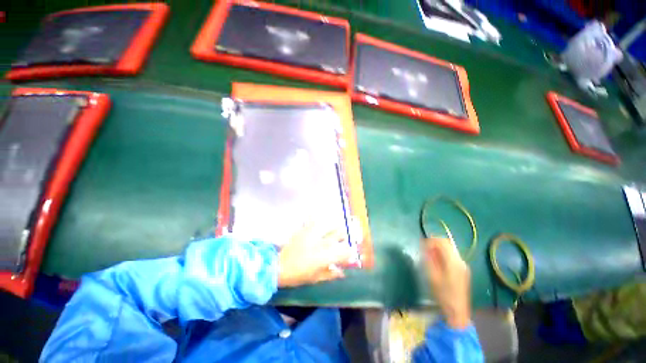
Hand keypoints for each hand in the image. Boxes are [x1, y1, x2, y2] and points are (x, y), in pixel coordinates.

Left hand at [278, 223, 352, 287]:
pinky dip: (317, 219)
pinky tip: (318, 218)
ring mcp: (314, 234)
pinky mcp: (305, 230)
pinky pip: (313, 220)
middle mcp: (323, 242)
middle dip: (344, 237)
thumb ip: (331, 274)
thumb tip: (341, 272)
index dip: (349, 253)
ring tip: (335, 230)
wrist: (279, 267)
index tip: (348, 256)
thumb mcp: (316, 278)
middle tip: (342, 240)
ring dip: (335, 228)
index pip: (345, 251)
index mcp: (326, 256)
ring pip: (330, 226)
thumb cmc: (298, 275)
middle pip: (340, 234)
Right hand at [423, 237, 471, 329]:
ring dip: (439, 248)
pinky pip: (452, 256)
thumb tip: (424, 246)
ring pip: (450, 249)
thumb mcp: (432, 275)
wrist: (457, 311)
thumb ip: (429, 258)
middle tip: (424, 247)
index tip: (422, 244)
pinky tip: (437, 261)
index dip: (431, 240)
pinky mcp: (463, 270)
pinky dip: (444, 254)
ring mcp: (463, 265)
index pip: (443, 242)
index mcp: (453, 261)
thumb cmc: (443, 294)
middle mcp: (460, 261)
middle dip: (435, 243)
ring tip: (429, 254)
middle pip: (448, 244)